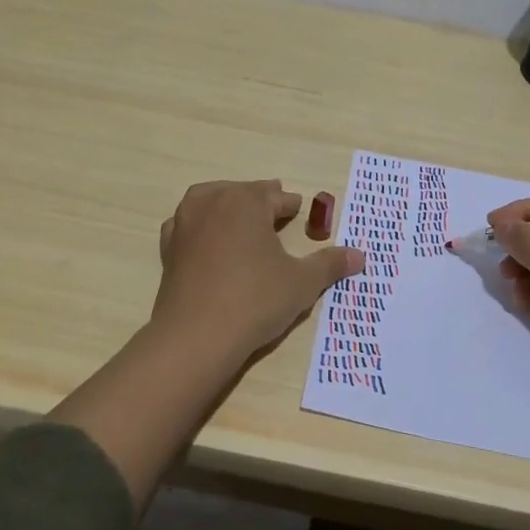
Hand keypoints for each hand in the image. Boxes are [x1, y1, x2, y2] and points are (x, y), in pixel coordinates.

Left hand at [153, 180, 364, 360]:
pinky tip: (208, 240)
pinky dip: (201, 226)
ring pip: (211, 202)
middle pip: (242, 193)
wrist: (196, 336)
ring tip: (242, 219)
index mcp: (246, 201)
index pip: (275, 197)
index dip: (291, 205)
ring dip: (228, 207)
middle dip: (260, 201)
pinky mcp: (169, 248)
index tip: (300, 210)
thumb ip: (330, 264)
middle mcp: (212, 202)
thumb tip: (361, 256)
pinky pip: (188, 225)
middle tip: (276, 210)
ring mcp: (185, 223)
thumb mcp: (302, 282)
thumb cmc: (255, 300)